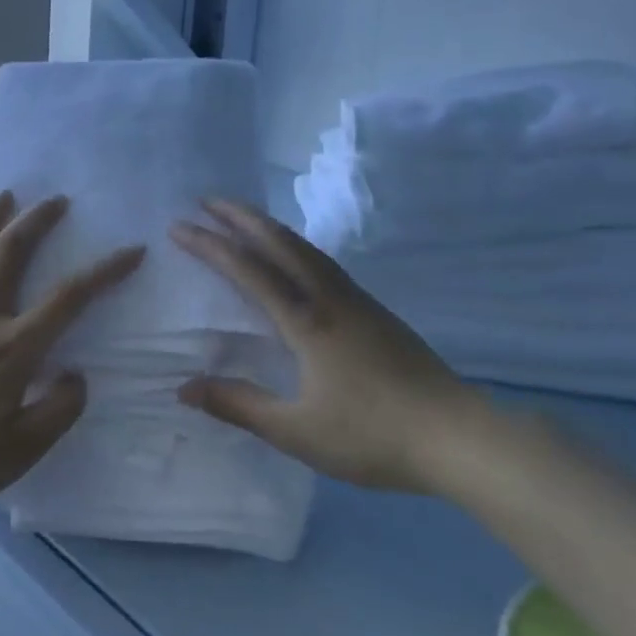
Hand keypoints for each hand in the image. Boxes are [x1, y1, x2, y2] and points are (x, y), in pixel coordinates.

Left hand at [0, 191, 144, 523]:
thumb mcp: (20, 453)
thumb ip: (58, 411)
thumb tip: (76, 375)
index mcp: (11, 348)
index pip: (68, 298)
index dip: (105, 271)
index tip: (131, 250)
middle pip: (9, 252)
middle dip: (37, 220)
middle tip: (56, 199)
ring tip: (3, 197)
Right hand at [171, 200, 493, 494]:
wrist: (456, 436)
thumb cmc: (371, 435)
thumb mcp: (296, 430)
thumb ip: (239, 405)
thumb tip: (185, 388)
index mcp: (306, 321)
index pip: (249, 270)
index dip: (211, 246)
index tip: (179, 226)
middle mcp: (329, 298)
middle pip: (280, 242)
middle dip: (241, 217)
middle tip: (208, 199)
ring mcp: (357, 301)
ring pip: (306, 248)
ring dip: (271, 227)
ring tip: (245, 218)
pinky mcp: (376, 312)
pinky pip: (323, 263)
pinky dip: (296, 246)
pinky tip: (295, 259)